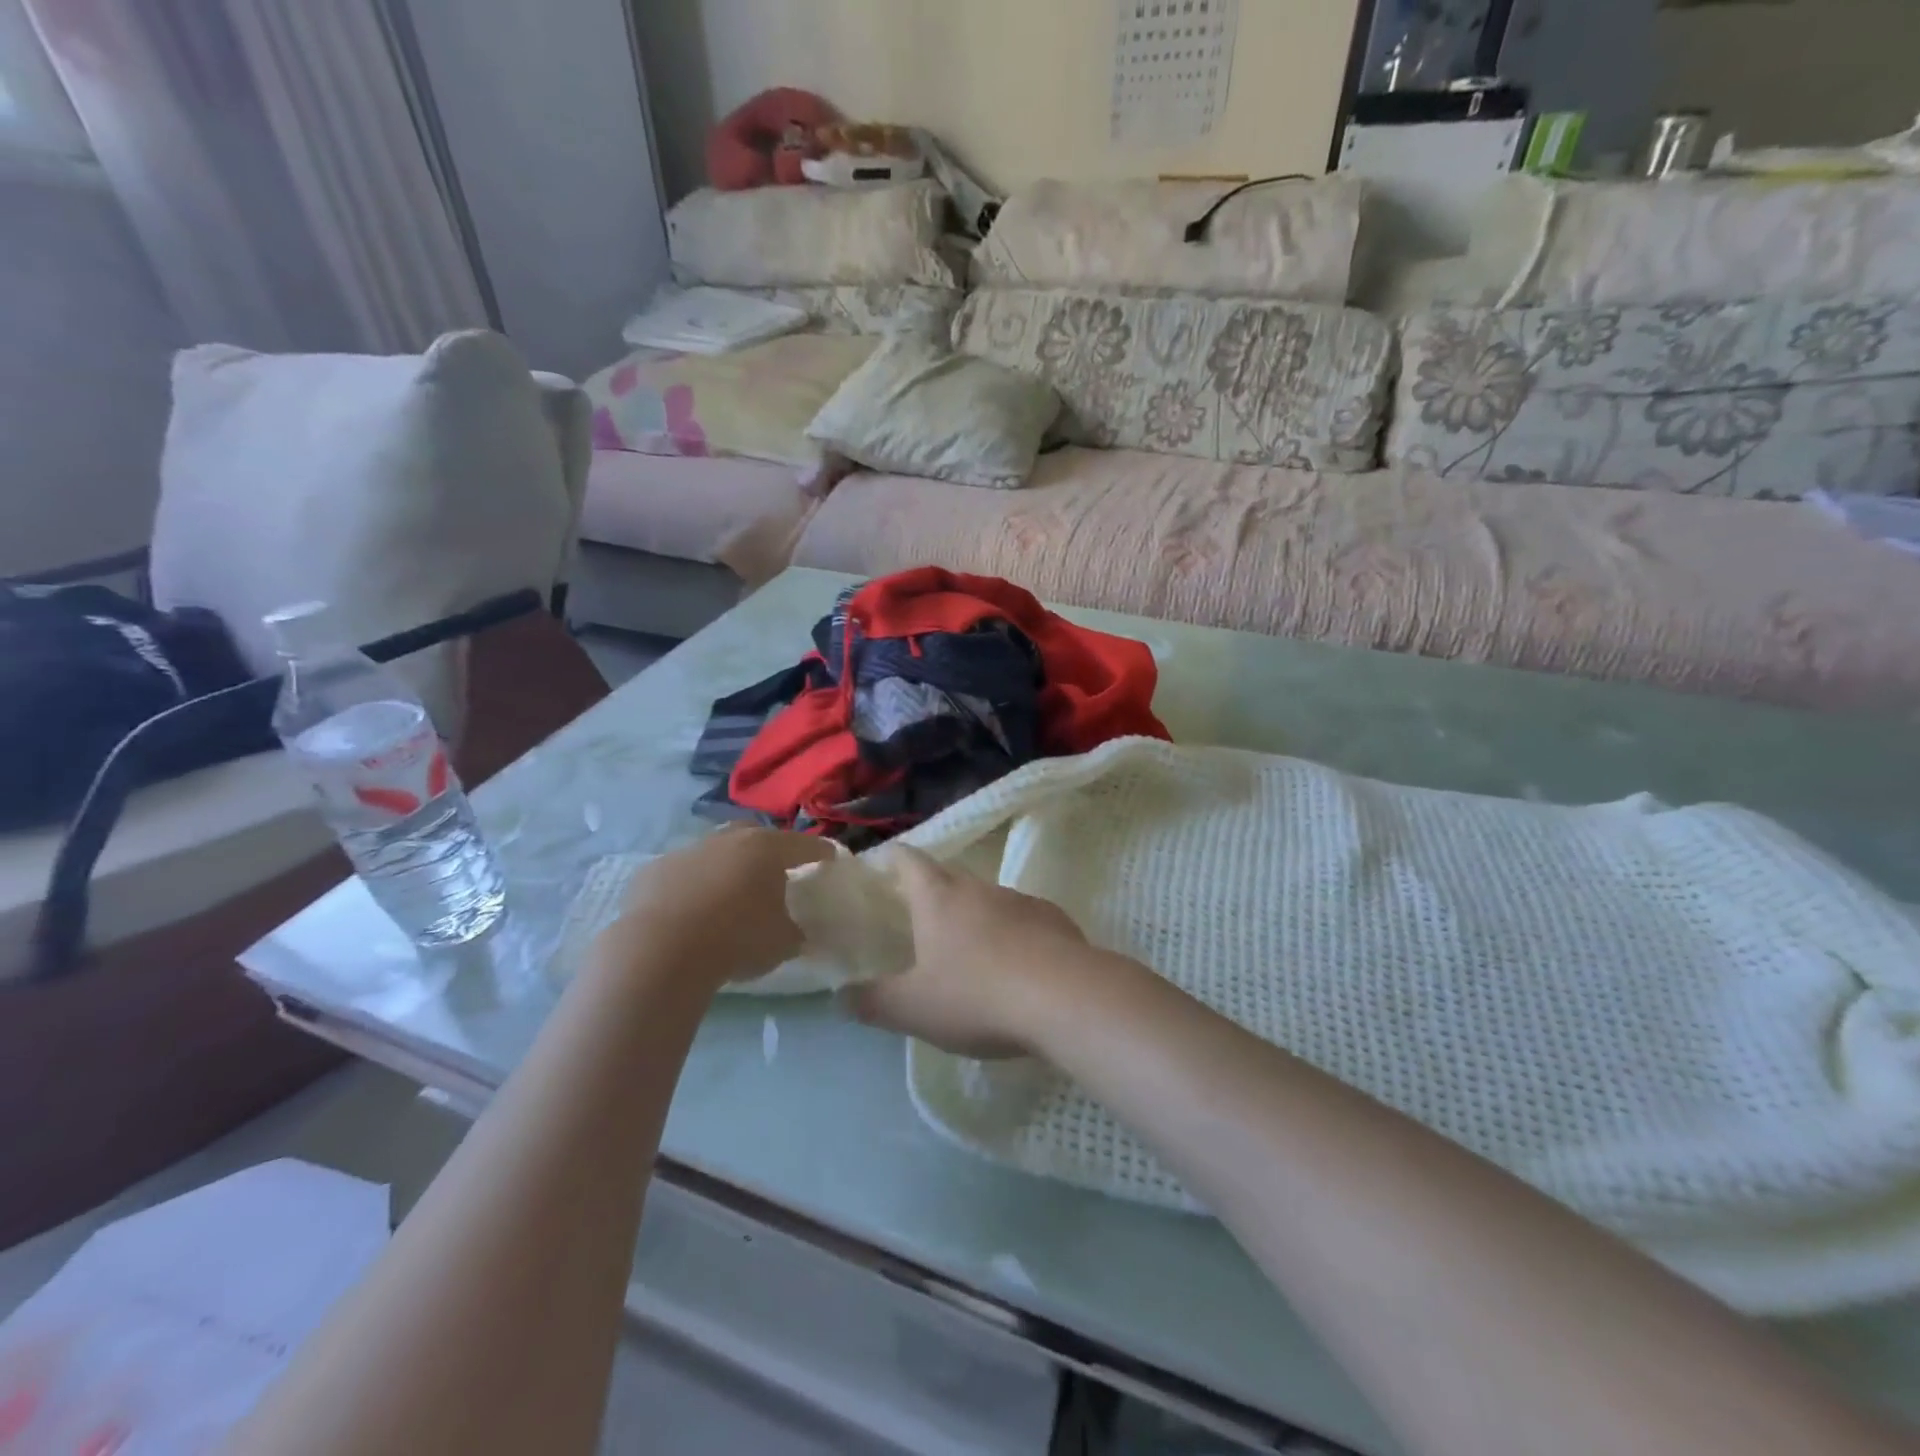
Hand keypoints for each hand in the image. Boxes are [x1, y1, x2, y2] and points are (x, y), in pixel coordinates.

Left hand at [614, 828, 834, 986]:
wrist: (661, 950)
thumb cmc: (736, 939)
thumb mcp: (782, 943)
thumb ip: (794, 931)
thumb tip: (796, 931)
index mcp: (766, 849)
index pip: (803, 845)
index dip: (819, 851)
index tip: (829, 857)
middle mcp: (727, 840)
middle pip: (754, 836)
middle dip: (767, 850)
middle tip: (773, 872)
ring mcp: (686, 851)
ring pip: (714, 852)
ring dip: (724, 868)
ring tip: (728, 895)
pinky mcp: (652, 871)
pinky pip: (680, 874)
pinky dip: (690, 886)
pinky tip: (689, 910)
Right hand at [842, 847, 1091, 1058]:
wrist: (1065, 997)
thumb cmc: (977, 996)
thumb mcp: (914, 1009)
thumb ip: (873, 1002)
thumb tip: (840, 996)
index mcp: (939, 899)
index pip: (910, 861)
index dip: (895, 858)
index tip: (885, 862)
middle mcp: (979, 889)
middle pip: (950, 878)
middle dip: (933, 892)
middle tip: (920, 918)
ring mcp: (1020, 901)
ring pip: (988, 900)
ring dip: (975, 917)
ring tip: (969, 951)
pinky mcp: (1054, 919)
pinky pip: (1023, 920)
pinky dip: (1012, 936)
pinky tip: (1016, 968)